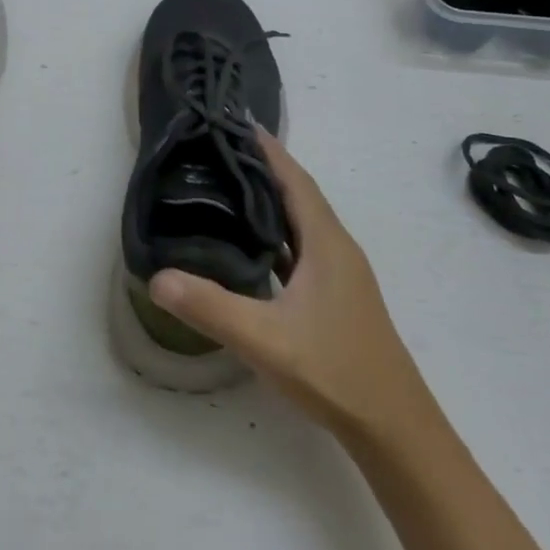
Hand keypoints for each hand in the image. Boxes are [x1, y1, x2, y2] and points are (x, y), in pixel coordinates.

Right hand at [149, 130, 421, 435]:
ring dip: (271, 201)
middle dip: (263, 168)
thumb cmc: (334, 371)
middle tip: (218, 152)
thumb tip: (156, 278)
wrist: (394, 427)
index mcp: (326, 243)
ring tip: (228, 189)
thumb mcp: (264, 339)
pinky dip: (277, 234)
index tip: (237, 123)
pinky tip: (252, 247)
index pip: (295, 180)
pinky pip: (302, 248)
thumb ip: (210, 307)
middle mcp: (337, 248)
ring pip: (301, 222)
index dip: (268, 150)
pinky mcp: (337, 296)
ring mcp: (340, 274)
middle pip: (298, 194)